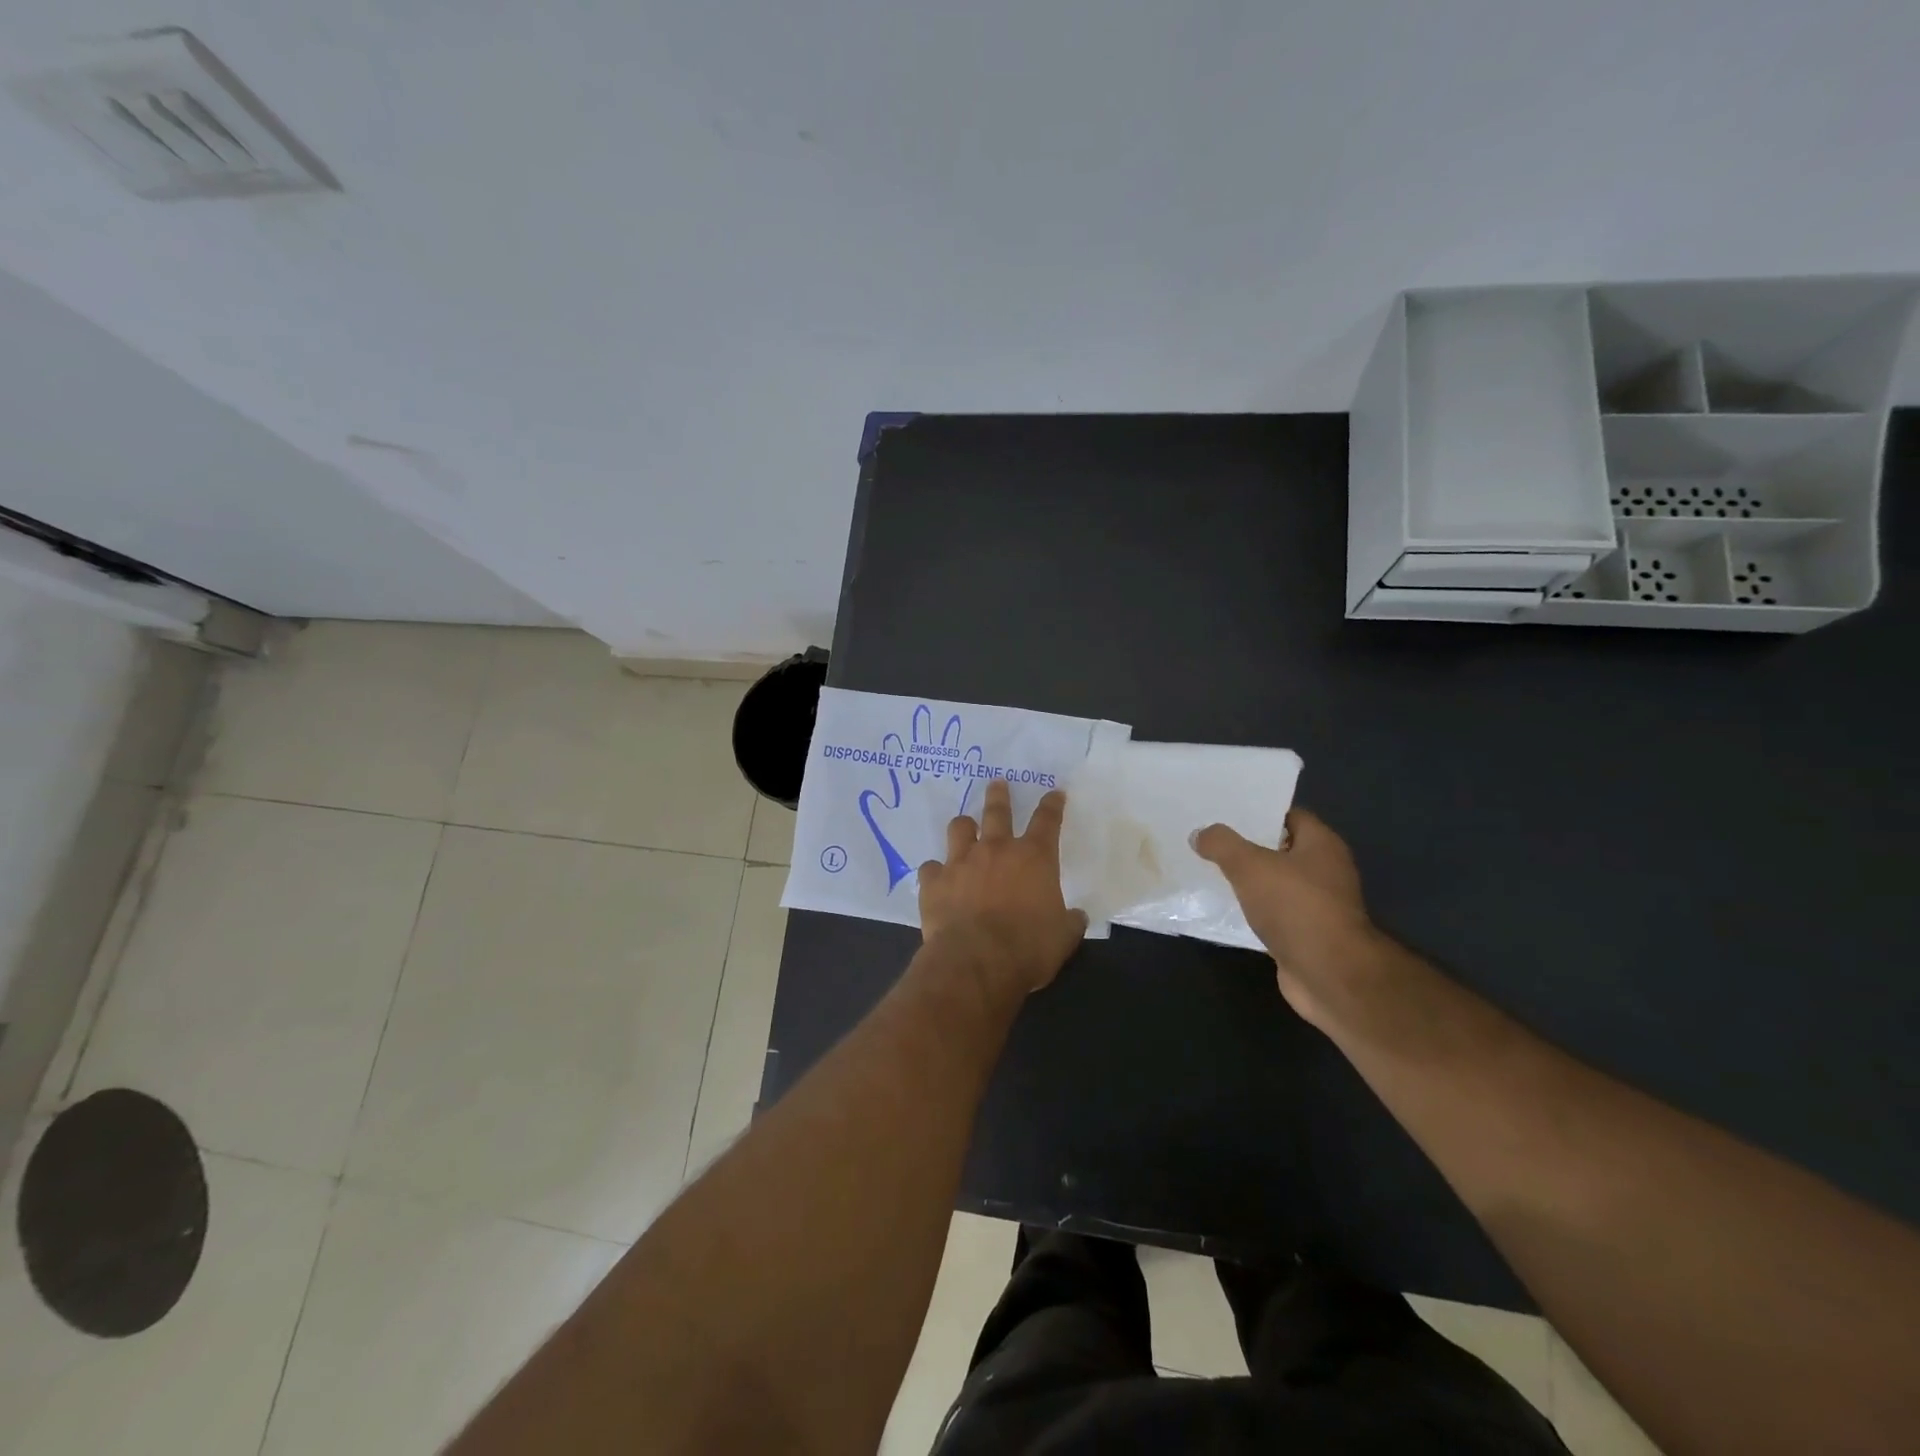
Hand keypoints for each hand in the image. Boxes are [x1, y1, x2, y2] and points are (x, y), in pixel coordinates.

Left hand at [919, 780, 1088, 996]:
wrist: (977, 962)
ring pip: (960, 828)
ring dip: (964, 826)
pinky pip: (931, 867)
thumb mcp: (1063, 937)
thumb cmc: (1028, 948)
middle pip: (997, 811)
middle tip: (997, 784)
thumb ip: (1070, 921)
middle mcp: (996, 850)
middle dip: (999, 795)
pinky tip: (937, 879)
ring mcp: (961, 862)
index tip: (1054, 793)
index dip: (1052, 805)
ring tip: (965, 826)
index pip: (1047, 820)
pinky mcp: (934, 882)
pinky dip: (936, 871)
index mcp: (1034, 858)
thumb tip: (1077, 916)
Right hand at [1193, 809, 1376, 1026]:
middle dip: (1248, 846)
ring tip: (1212, 871)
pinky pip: (1275, 913)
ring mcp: (1319, 905)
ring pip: (1276, 883)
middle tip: (1210, 841)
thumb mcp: (1250, 866)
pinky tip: (1227, 908)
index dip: (1258, 812)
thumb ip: (1222, 845)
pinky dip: (1254, 910)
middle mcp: (1326, 870)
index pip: (1289, 816)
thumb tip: (1200, 834)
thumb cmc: (1296, 907)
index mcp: (1322, 844)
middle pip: (1281, 849)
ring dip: (1250, 881)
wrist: (1329, 975)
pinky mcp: (1307, 935)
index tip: (1225, 814)